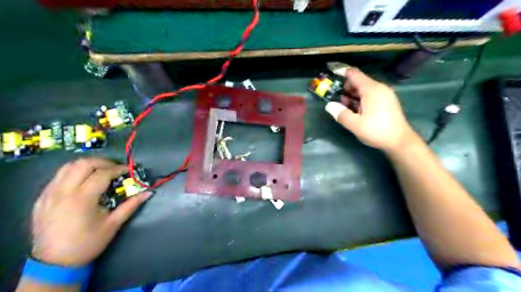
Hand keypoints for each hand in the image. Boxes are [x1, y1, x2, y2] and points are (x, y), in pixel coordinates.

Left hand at [31, 158, 150, 264]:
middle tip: (115, 168)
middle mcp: (63, 192)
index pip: (102, 173)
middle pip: (82, 164)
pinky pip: (57, 177)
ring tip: (100, 171)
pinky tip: (83, 182)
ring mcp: (49, 194)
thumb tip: (148, 193)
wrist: (54, 263)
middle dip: (102, 162)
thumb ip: (131, 205)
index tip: (129, 170)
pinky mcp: (41, 199)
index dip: (118, 168)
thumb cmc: (87, 243)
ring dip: (87, 165)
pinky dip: (73, 173)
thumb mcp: (113, 224)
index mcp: (82, 199)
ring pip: (67, 167)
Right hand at [324, 67, 417, 151]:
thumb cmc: (377, 131)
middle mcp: (379, 88)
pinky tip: (357, 111)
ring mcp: (384, 94)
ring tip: (345, 109)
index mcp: (371, 90)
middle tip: (337, 101)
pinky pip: (370, 94)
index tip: (330, 77)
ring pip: (364, 89)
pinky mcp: (387, 101)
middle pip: (358, 81)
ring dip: (352, 96)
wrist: (400, 141)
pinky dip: (360, 99)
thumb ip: (341, 114)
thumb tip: (329, 106)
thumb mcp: (355, 125)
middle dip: (345, 89)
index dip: (341, 73)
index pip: (354, 74)